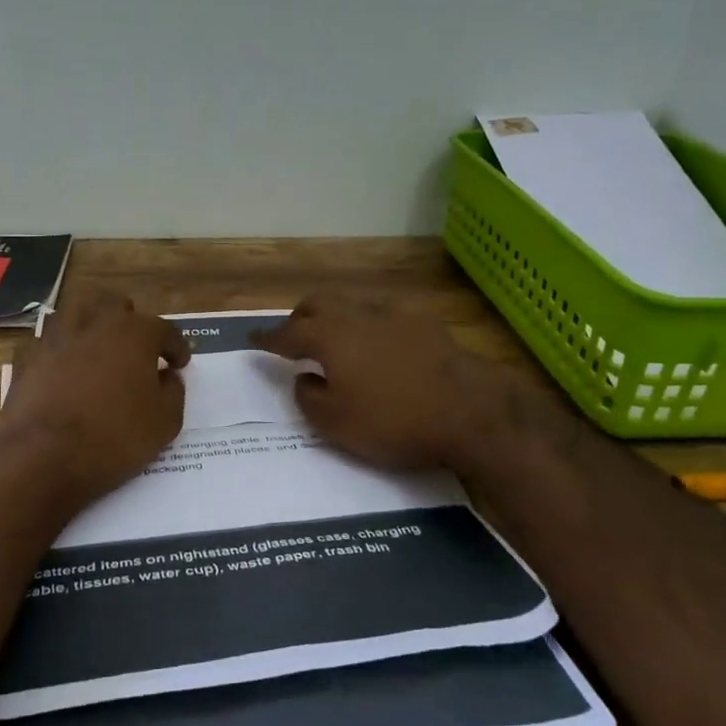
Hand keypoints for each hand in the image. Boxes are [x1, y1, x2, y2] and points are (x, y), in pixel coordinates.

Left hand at [0, 290, 189, 505]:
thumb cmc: (114, 437)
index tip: (179, 364)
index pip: (164, 330)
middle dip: (130, 322)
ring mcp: (56, 337)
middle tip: (136, 349)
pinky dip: (58, 350)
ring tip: (97, 349)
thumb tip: (168, 377)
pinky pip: (46, 342)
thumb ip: (173, 392)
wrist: (43, 455)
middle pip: (115, 305)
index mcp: (135, 333)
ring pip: (76, 313)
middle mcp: (95, 323)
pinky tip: (62, 368)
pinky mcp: (28, 357)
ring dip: (90, 325)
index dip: (176, 347)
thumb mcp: (164, 423)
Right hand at [251, 294, 565, 471]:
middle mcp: (358, 315)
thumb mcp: (336, 423)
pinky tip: (377, 340)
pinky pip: (384, 313)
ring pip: (353, 302)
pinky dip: (368, 322)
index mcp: (330, 336)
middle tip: (294, 335)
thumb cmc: (394, 421)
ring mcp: (395, 314)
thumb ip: (308, 397)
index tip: (253, 338)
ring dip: (335, 315)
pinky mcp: (426, 324)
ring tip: (334, 335)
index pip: (288, 332)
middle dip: (300, 317)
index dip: (268, 337)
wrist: (472, 412)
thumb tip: (305, 378)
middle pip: (319, 303)